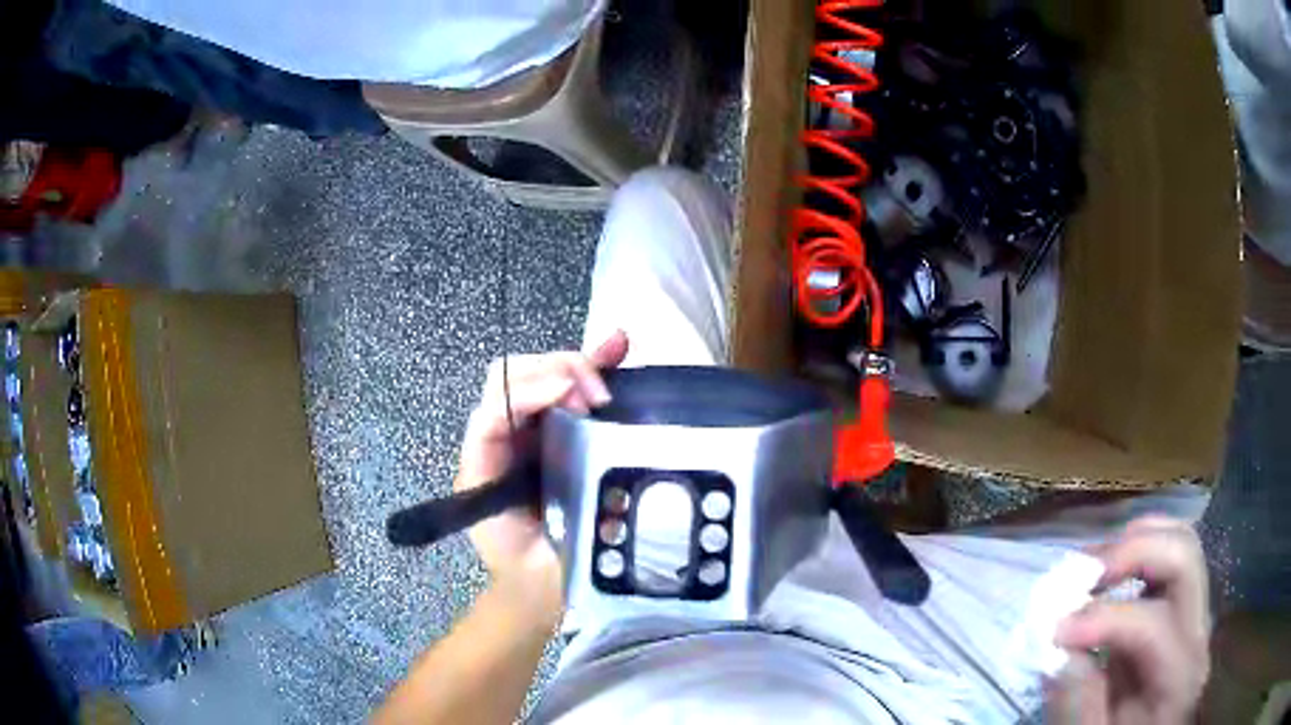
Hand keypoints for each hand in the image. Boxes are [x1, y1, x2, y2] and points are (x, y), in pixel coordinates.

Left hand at [455, 331, 629, 611]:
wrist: (534, 583)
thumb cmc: (532, 572)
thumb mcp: (539, 558)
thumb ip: (560, 534)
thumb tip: (593, 495)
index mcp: (486, 468)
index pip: (492, 413)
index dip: (527, 395)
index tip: (572, 395)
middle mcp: (502, 440)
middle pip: (511, 378)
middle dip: (554, 372)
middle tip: (596, 396)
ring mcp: (527, 432)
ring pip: (537, 374)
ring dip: (575, 363)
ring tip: (613, 363)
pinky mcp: (554, 431)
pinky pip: (566, 387)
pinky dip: (590, 366)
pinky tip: (618, 348)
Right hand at [1046, 516, 1210, 723]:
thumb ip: (1079, 706)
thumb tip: (1058, 652)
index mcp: (1180, 676)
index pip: (1153, 624)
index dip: (1103, 620)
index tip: (1055, 632)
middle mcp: (1198, 632)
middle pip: (1183, 555)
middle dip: (1130, 553)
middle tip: (1080, 575)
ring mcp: (1195, 615)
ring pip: (1181, 542)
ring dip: (1133, 545)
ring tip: (1090, 570)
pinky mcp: (1182, 611)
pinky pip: (1169, 561)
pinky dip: (1137, 553)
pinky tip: (1107, 577)